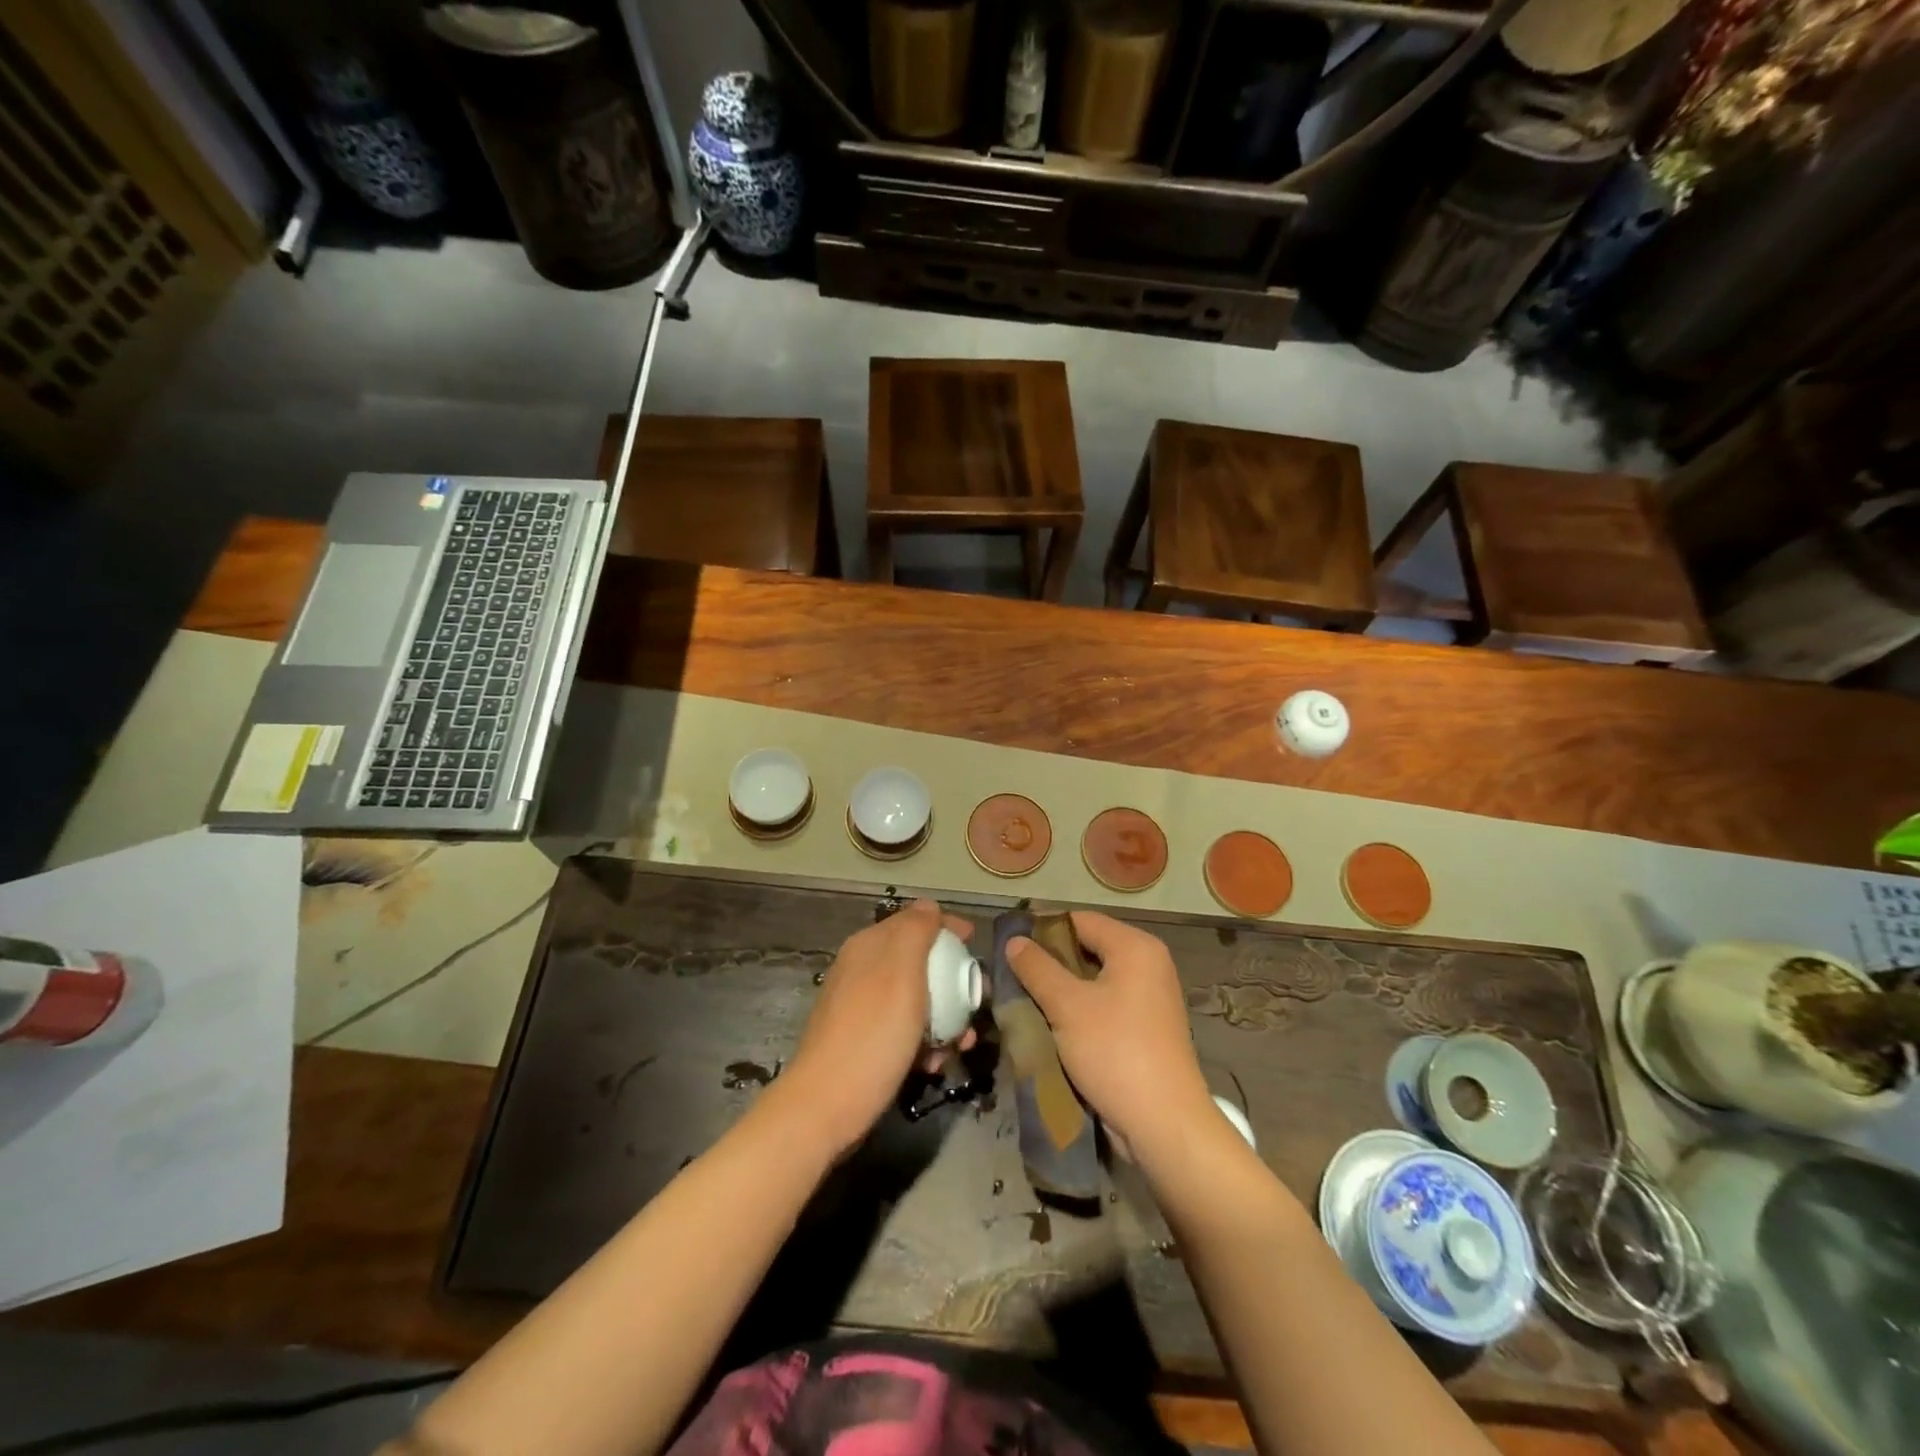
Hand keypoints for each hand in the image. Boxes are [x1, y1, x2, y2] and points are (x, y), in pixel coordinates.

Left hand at [776, 899, 976, 1158]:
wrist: (827, 1106)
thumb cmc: (873, 1034)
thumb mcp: (901, 972)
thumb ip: (916, 931)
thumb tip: (929, 906)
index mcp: (869, 946)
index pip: (914, 920)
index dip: (947, 928)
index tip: (976, 946)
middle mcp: (862, 969)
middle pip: (918, 961)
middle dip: (953, 979)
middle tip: (978, 1001)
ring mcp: (860, 1007)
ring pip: (916, 998)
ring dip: (945, 1015)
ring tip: (962, 1043)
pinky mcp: (863, 1041)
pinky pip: (903, 1028)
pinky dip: (924, 1040)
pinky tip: (934, 1063)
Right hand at [1005, 911, 1212, 1155]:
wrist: (1164, 1124)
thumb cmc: (1115, 1052)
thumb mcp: (1067, 1006)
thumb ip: (1037, 968)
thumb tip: (1015, 941)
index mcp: (1135, 947)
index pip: (1080, 920)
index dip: (1043, 929)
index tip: (1010, 946)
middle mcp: (1148, 964)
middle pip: (1088, 948)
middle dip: (1050, 962)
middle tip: (1014, 976)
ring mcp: (1150, 998)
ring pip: (1094, 980)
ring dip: (1062, 990)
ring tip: (1026, 1000)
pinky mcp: (1147, 1028)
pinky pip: (1105, 1005)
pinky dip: (1080, 1010)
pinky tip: (1052, 1025)